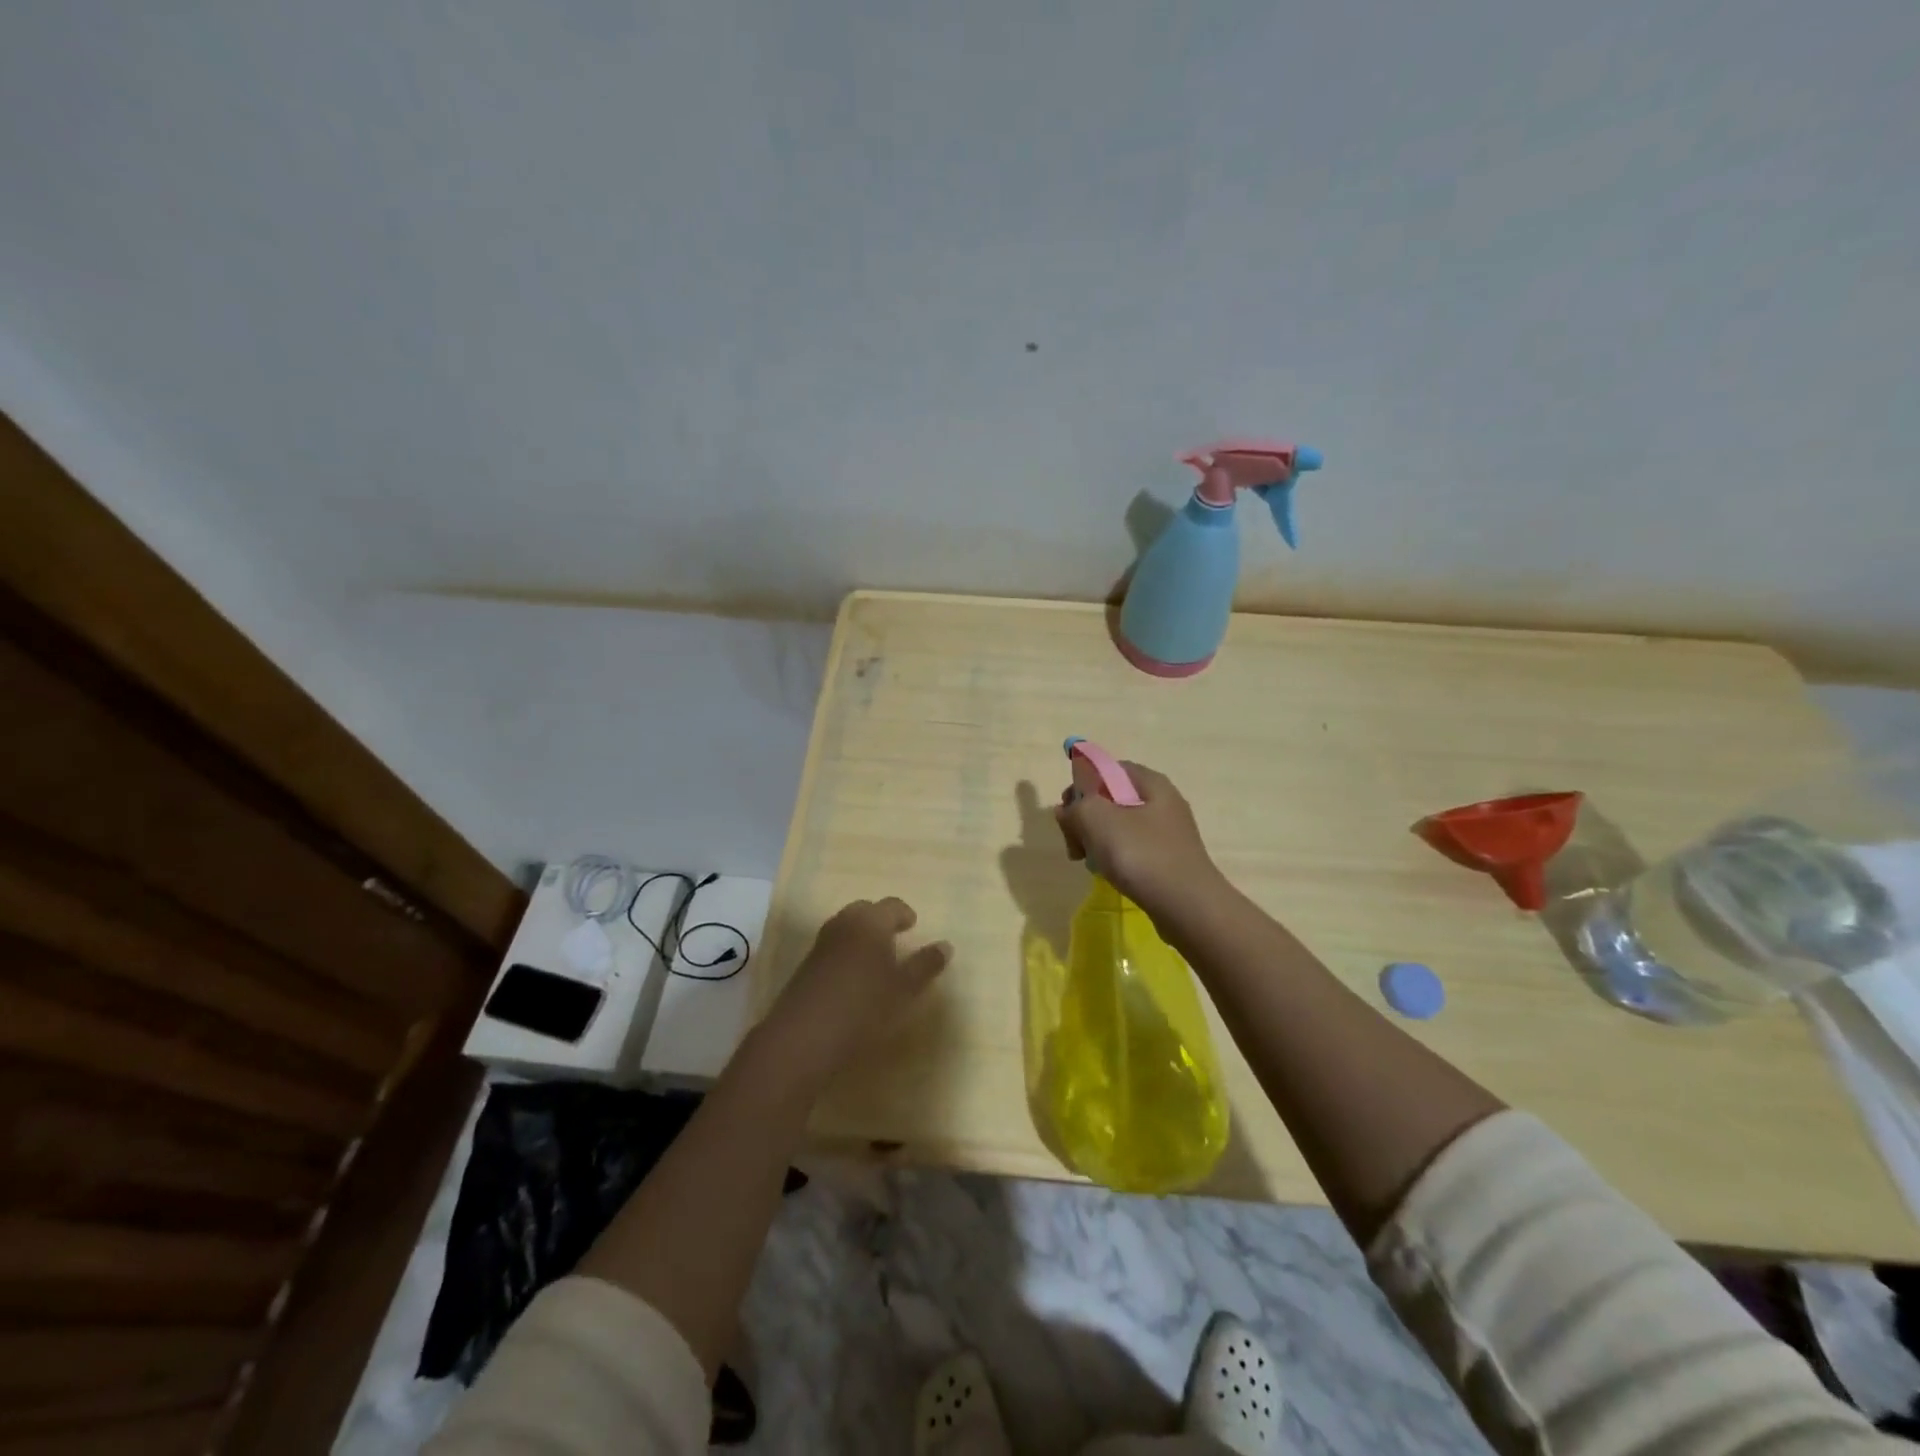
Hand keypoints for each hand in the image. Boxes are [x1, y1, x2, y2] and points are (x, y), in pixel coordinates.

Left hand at [763, 898, 950, 1082]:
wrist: (804, 1038)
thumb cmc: (864, 1008)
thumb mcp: (904, 990)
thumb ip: (925, 965)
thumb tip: (945, 945)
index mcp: (871, 922)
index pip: (892, 905)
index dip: (905, 914)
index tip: (913, 926)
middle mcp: (844, 923)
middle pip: (866, 910)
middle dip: (881, 920)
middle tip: (896, 938)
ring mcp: (821, 943)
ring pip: (847, 927)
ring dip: (862, 936)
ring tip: (877, 959)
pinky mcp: (807, 964)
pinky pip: (834, 946)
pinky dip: (847, 951)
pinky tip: (854, 977)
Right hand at [1055, 757, 1227, 919]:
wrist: (1188, 907)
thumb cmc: (1142, 855)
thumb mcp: (1096, 819)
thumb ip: (1075, 806)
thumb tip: (1068, 811)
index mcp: (1151, 783)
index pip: (1108, 769)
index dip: (1082, 784)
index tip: (1068, 812)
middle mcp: (1163, 802)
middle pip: (1111, 799)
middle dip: (1086, 818)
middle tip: (1074, 844)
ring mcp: (1168, 833)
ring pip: (1120, 827)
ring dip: (1097, 841)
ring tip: (1089, 863)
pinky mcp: (1169, 860)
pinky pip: (1133, 849)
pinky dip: (1116, 858)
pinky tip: (1109, 874)